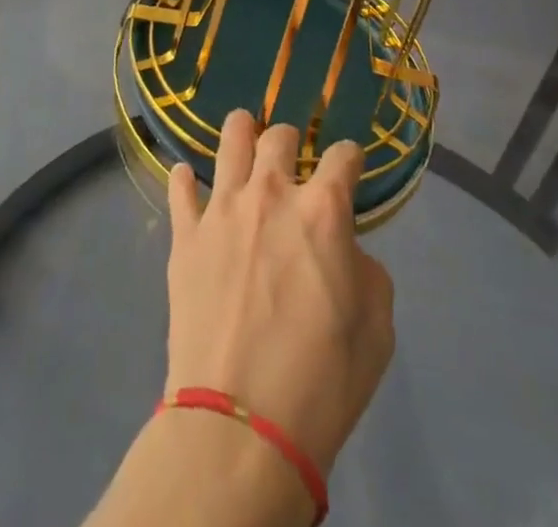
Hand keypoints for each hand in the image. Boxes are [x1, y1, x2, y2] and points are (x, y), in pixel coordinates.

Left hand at [165, 112, 394, 476]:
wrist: (241, 425)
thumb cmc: (322, 381)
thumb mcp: (376, 329)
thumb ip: (365, 270)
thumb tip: (344, 250)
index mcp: (323, 211)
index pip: (342, 156)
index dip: (351, 157)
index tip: (349, 166)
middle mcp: (271, 193)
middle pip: (279, 135)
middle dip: (290, 139)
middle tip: (291, 157)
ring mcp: (223, 209)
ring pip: (230, 140)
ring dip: (241, 132)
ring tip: (243, 135)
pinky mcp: (186, 235)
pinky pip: (180, 188)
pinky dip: (185, 180)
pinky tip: (188, 179)